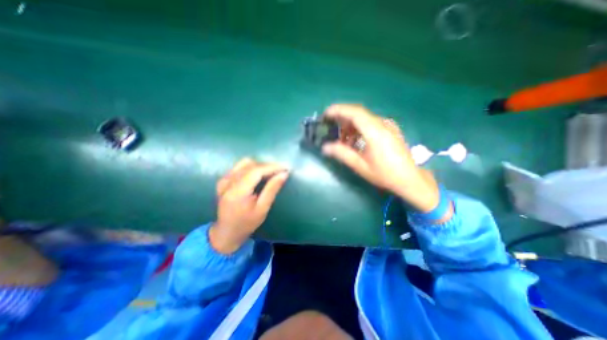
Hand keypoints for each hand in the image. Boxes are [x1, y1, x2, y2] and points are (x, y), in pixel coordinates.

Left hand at [211, 158, 286, 251]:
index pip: (256, 171)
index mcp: (237, 191)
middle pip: (250, 165)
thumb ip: (272, 189)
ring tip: (270, 173)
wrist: (226, 232)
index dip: (272, 167)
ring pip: (245, 163)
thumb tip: (284, 174)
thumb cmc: (246, 223)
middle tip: (280, 171)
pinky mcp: (223, 180)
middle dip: (267, 166)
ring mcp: (223, 180)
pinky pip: (239, 167)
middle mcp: (228, 182)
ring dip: (260, 165)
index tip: (285, 168)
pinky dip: (251, 167)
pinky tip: (258, 175)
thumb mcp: (262, 208)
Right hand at [322, 104, 441, 211]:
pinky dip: (359, 129)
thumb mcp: (360, 165)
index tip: (325, 115)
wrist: (410, 179)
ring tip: (341, 140)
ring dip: (350, 126)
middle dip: (342, 119)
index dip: (338, 110)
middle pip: (358, 114)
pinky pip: (370, 124)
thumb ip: (342, 154)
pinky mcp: (390, 130)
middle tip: (330, 128)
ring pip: (364, 119)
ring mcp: (388, 126)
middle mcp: (382, 124)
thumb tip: (325, 147)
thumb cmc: (385, 174)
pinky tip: (354, 141)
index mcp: (375, 131)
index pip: (355, 112)